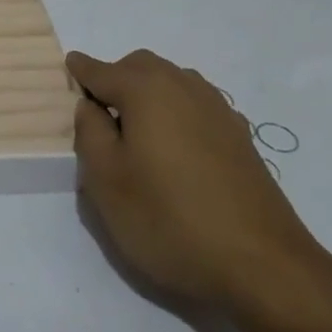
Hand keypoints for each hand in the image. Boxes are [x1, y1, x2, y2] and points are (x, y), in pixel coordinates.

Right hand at [69, 48, 322, 310]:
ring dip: (148, 94)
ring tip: (135, 133)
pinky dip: (176, 114)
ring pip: (172, 83)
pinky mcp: (240, 137)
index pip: (101, 70)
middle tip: (98, 114)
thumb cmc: (169, 219)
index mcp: (147, 89)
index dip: (81, 71)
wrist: (263, 265)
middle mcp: (184, 86)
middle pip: (140, 67)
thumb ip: (89, 132)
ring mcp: (218, 110)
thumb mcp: (106, 180)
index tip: (68, 67)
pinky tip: (175, 149)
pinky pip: (196, 107)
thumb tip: (90, 105)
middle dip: (116, 79)